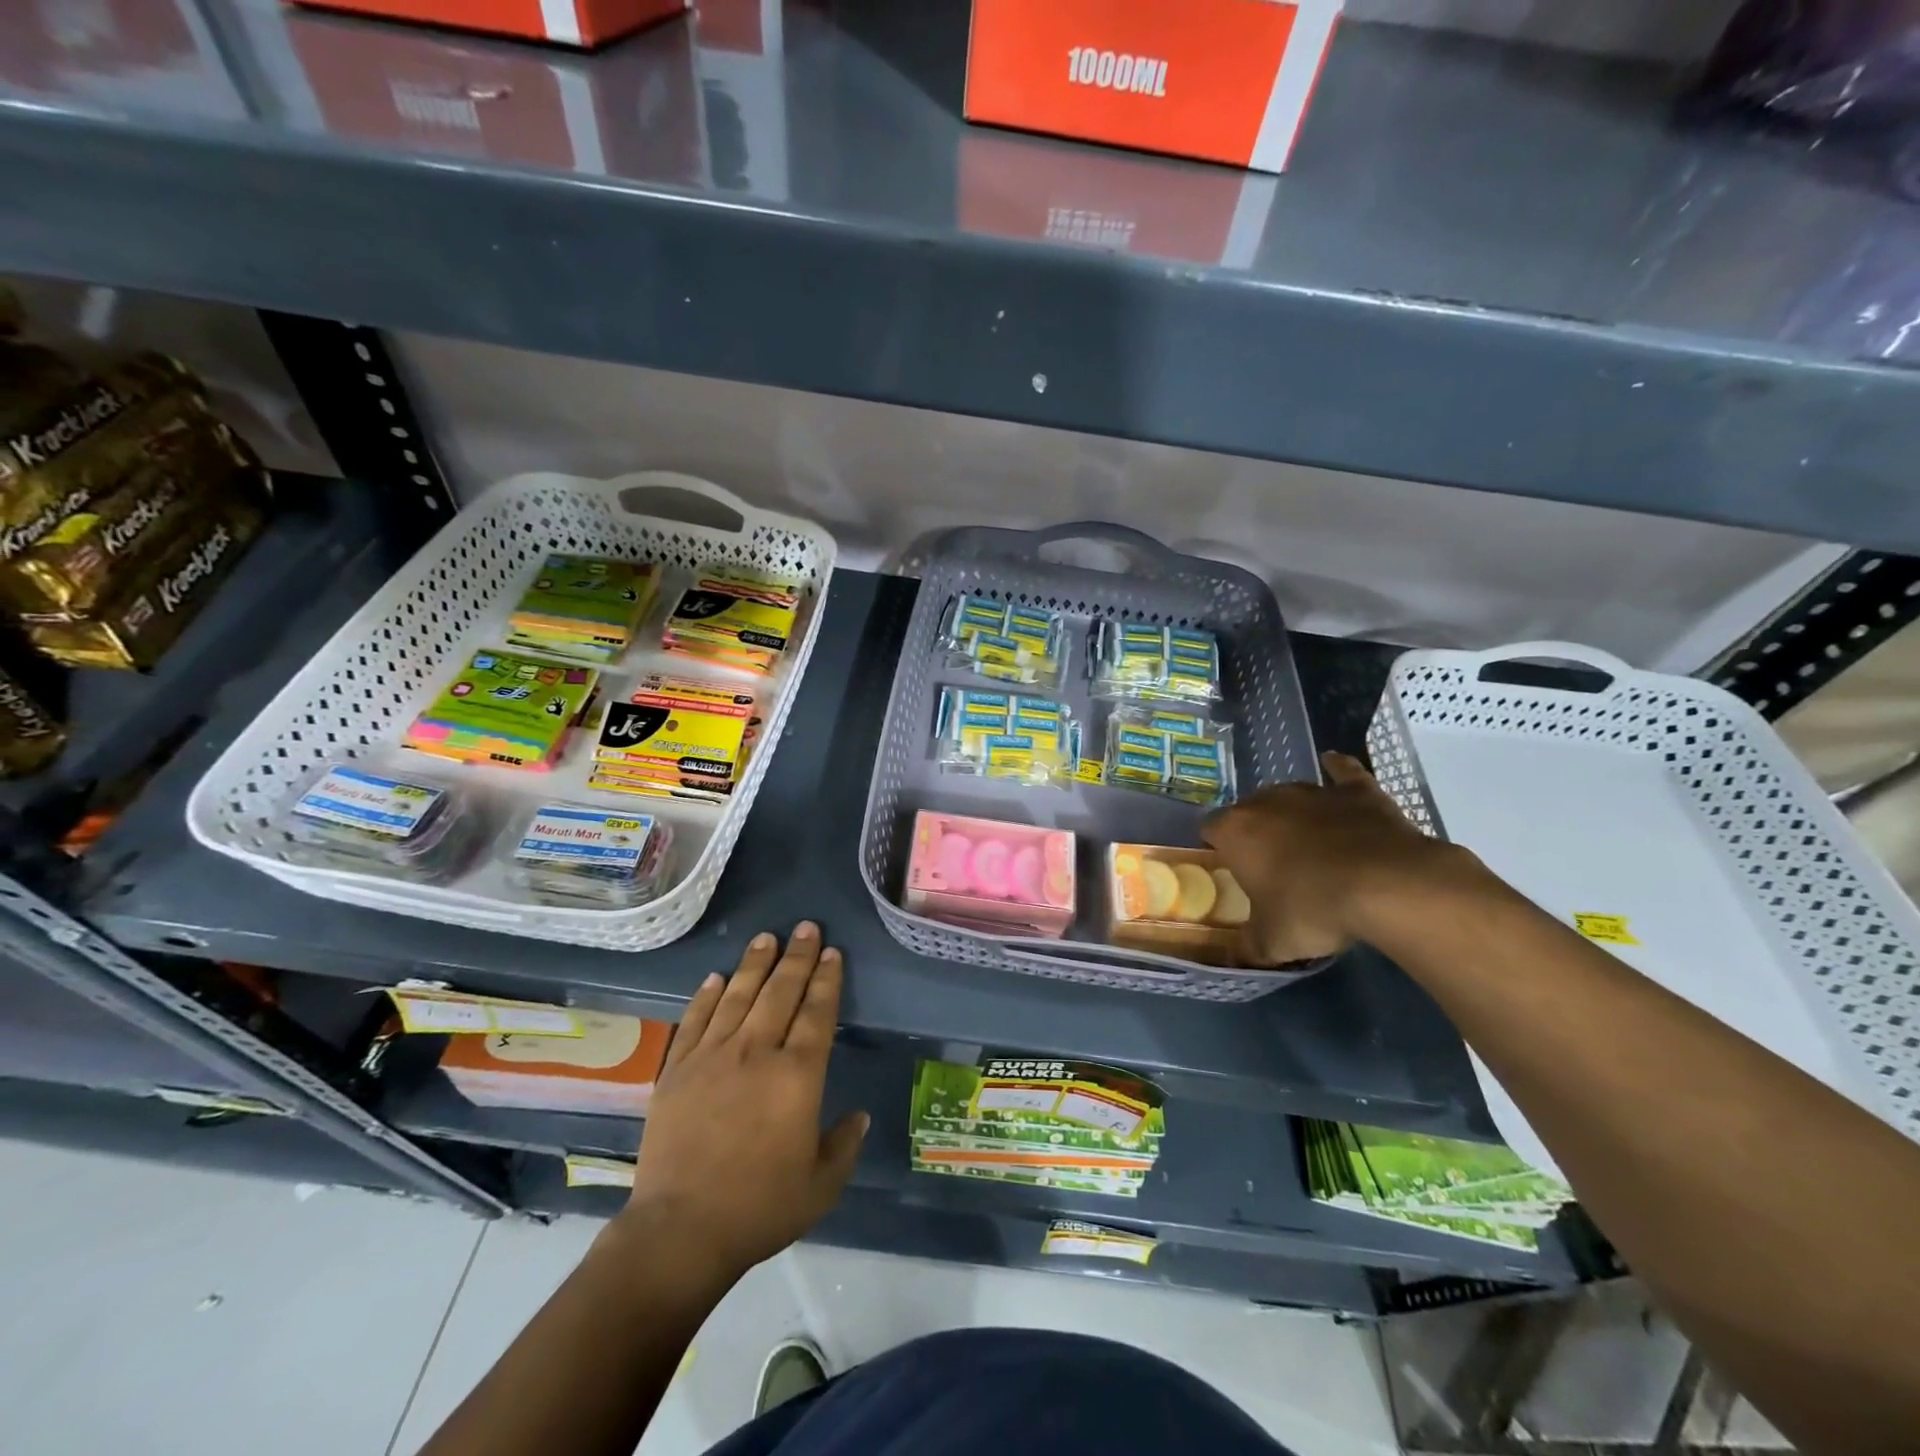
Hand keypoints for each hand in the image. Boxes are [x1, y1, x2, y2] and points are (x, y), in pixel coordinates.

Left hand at [619, 922, 866, 1282]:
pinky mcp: (676, 1070)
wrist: (680, 1232)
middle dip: (797, 956)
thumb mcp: (821, 1186)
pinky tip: (715, 977)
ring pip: (737, 995)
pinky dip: (706, 995)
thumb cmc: (759, 1208)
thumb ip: (844, 1145)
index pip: (817, 1012)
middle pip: (780, 992)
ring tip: (766, 938)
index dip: (826, 979)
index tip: (831, 952)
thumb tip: (859, 1116)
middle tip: (805, 927)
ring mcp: (712, 1057)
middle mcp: (756, 1052)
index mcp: (797, 1075)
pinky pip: (694, 1020)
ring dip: (754, 964)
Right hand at [1202, 750, 1470, 963]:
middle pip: (1250, 810)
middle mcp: (1267, 801)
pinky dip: (1338, 772)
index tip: (1231, 870)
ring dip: (1293, 814)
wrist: (1386, 886)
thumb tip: (1236, 955)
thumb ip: (1248, 945)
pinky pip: (1342, 772)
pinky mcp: (1357, 791)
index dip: (1218, 848)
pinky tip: (1335, 767)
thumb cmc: (1312, 909)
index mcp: (1236, 831)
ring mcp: (1313, 791)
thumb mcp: (1272, 941)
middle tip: (1272, 865)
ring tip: (1309, 842)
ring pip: (1291, 795)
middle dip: (1257, 832)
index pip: (1210, 829)